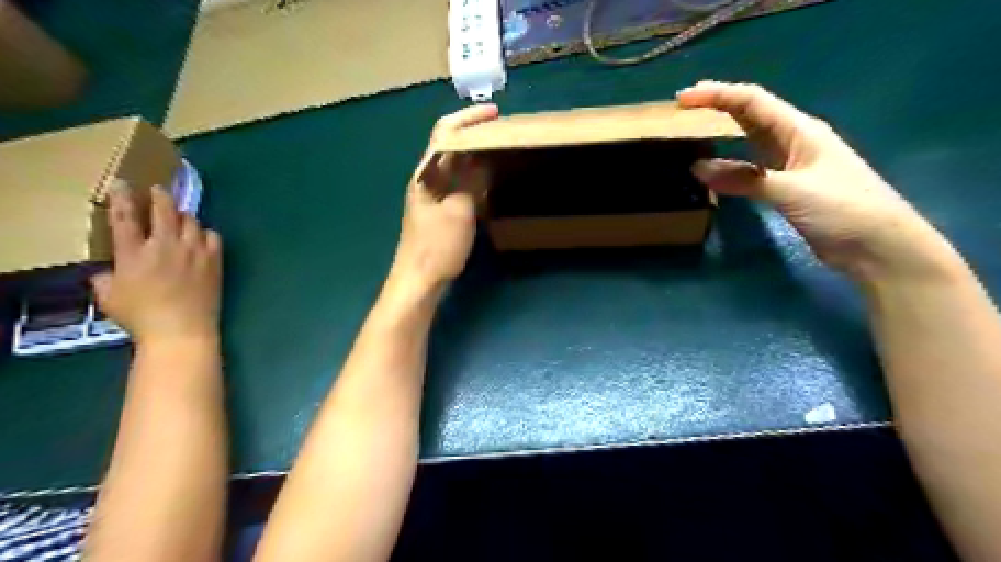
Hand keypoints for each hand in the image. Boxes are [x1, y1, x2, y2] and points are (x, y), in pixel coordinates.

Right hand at [90, 184, 221, 345]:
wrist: (182, 329)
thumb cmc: (141, 317)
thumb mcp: (108, 297)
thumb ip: (105, 278)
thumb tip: (107, 271)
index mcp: (133, 252)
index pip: (125, 217)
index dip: (123, 197)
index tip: (123, 184)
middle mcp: (165, 246)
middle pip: (164, 210)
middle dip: (160, 196)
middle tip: (157, 190)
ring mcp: (194, 251)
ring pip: (191, 220)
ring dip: (183, 215)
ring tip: (179, 216)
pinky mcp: (214, 260)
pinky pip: (213, 236)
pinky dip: (205, 233)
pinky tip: (201, 237)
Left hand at [391, 104, 500, 293]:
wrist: (419, 280)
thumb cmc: (436, 246)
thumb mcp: (459, 212)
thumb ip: (470, 183)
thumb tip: (482, 161)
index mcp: (426, 173)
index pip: (445, 133)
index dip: (468, 118)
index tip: (495, 114)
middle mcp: (428, 179)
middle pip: (451, 147)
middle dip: (476, 135)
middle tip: (505, 132)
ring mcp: (434, 196)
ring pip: (457, 166)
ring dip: (477, 155)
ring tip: (503, 150)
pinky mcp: (441, 211)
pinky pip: (460, 184)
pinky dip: (476, 177)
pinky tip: (491, 179)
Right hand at [677, 82, 957, 283]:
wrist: (877, 247)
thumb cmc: (843, 210)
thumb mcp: (792, 191)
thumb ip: (745, 179)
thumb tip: (697, 168)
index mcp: (800, 131)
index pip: (753, 102)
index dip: (718, 95)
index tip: (684, 98)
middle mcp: (794, 141)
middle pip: (751, 114)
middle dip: (718, 106)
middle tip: (683, 108)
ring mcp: (791, 164)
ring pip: (751, 139)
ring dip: (723, 131)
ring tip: (694, 129)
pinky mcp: (786, 187)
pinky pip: (751, 166)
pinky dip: (730, 163)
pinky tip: (715, 167)